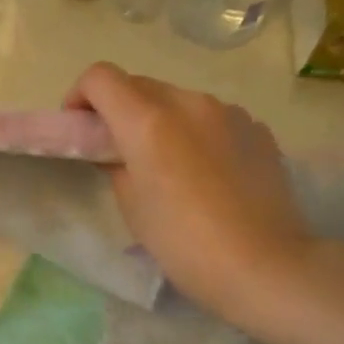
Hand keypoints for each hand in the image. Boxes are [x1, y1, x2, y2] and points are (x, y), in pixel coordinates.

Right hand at [64, 63, 313, 322]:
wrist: (263, 265)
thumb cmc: (183, 243)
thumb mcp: (132, 207)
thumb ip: (115, 165)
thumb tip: (117, 152)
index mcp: (148, 121)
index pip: (100, 77)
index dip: (80, 96)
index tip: (81, 128)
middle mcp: (189, 102)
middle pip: (139, 84)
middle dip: (119, 110)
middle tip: (117, 151)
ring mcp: (229, 112)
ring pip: (178, 100)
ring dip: (160, 120)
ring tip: (166, 165)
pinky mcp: (257, 129)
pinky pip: (213, 118)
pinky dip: (196, 133)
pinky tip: (206, 174)